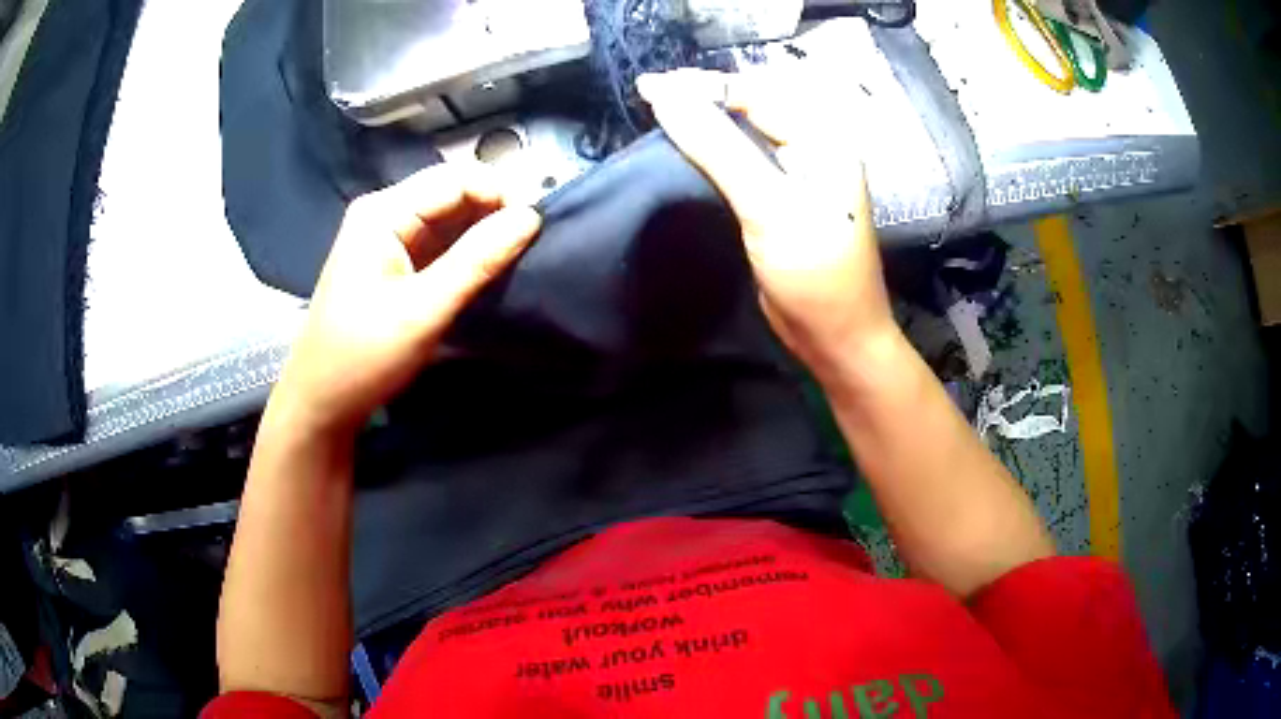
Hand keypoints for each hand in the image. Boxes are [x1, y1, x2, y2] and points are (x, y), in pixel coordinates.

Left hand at [265, 163, 541, 437]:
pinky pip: (440, 241)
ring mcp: (388, 237)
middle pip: (453, 192)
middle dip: (495, 211)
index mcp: (383, 213)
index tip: (537, 229)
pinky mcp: (394, 261)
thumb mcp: (424, 310)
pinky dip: (467, 251)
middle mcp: (384, 213)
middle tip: (532, 246)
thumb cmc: (365, 357)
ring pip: (450, 217)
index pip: (457, 179)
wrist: (322, 402)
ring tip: (517, 258)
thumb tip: (531, 217)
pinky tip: (488, 269)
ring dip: (484, 232)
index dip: (501, 194)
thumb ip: (477, 261)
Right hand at [638, 69, 897, 381]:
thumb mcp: (768, 206)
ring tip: (657, 116)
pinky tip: (682, 150)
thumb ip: (718, 147)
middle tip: (649, 97)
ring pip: (742, 134)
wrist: (835, 339)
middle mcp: (812, 148)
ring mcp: (795, 175)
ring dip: (703, 124)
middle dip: (702, 99)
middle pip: (751, 108)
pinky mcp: (778, 199)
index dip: (704, 87)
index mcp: (823, 139)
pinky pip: (740, 162)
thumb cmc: (815, 274)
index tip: (650, 89)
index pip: (757, 93)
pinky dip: (710, 153)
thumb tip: (667, 97)